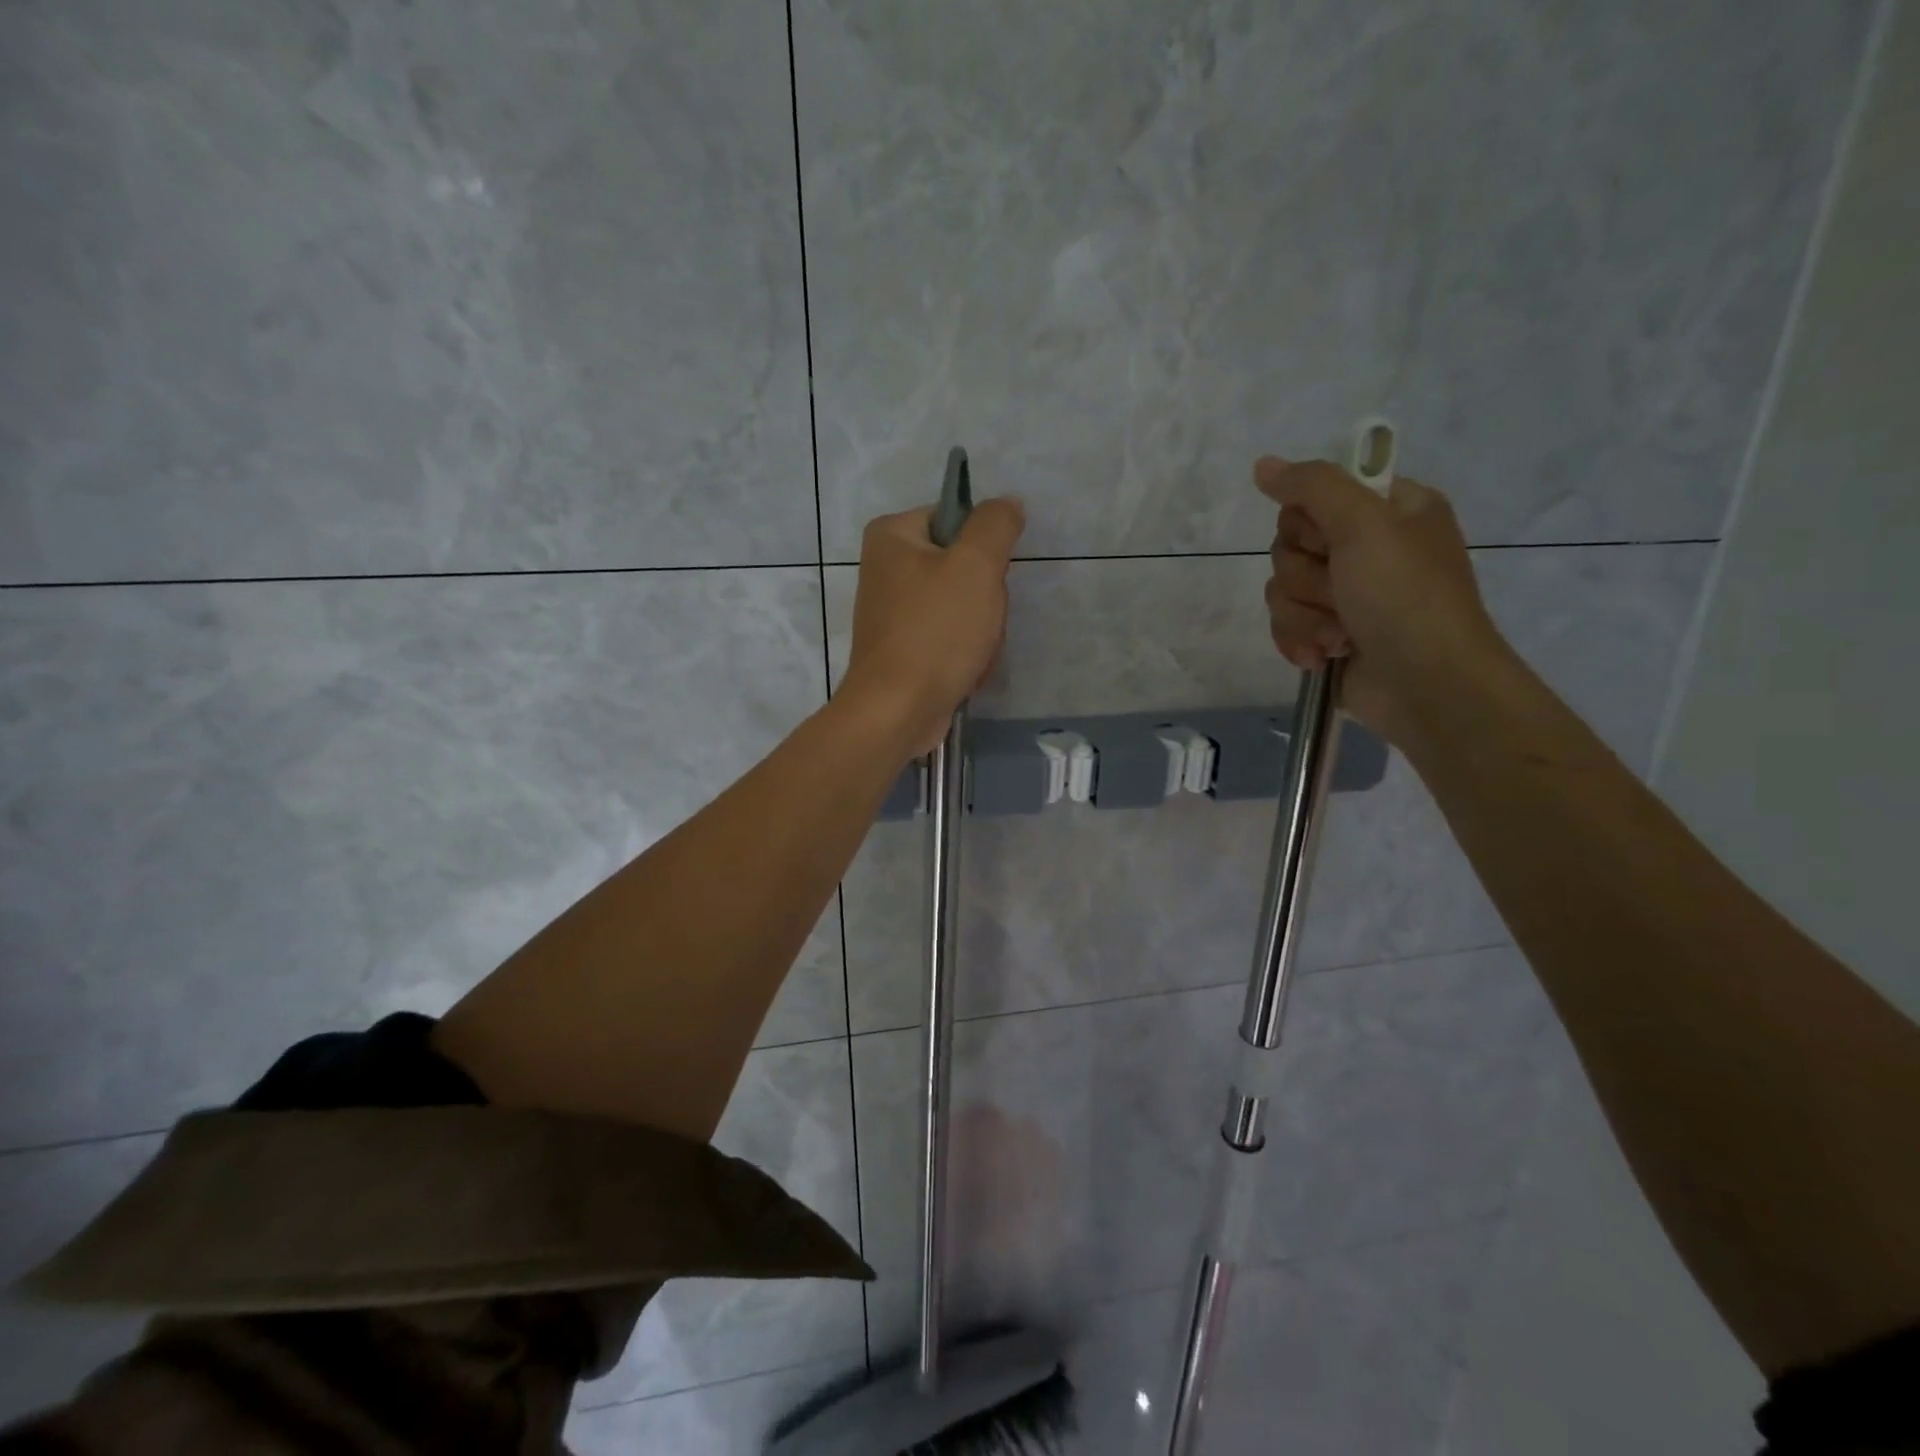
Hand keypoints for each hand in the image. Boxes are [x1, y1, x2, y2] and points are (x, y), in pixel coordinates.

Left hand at [842, 497, 1025, 757]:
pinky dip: (965, 653)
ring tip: (974, 652)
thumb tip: (1007, 504)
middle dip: (984, 598)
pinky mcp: (904, 647)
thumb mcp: (975, 565)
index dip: (983, 547)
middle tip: (982, 620)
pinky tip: (965, 671)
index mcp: (892, 535)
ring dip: (981, 630)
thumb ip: (996, 525)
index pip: (956, 518)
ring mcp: (894, 611)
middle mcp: (886, 567)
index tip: (988, 577)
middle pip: (962, 565)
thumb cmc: (935, 632)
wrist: (898, 711)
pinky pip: (950, 637)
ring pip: (963, 605)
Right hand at [1257, 456, 1507, 742]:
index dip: (1309, 524)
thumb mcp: (1364, 524)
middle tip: (1341, 593)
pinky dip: (1301, 641)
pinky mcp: (1329, 634)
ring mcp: (1347, 595)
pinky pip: (1285, 625)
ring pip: (1282, 590)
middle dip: (1306, 579)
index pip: (1313, 497)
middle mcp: (1366, 548)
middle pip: (1289, 547)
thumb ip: (1312, 486)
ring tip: (1340, 635)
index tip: (1331, 543)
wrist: (1426, 684)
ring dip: (1304, 616)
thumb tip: (1262, 465)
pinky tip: (1326, 655)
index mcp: (1388, 511)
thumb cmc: (1404, 596)